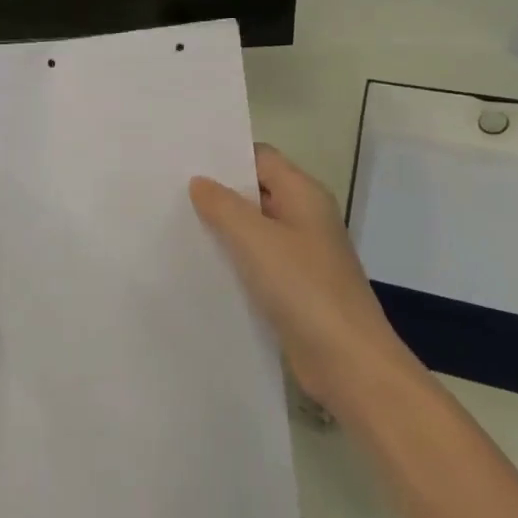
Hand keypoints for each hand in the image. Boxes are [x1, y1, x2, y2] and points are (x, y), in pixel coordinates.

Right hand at [190, 144, 418, 417]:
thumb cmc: (303, 288)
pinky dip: (232, 257)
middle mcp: (305, 217)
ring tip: (174, 222)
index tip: (182, 158)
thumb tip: (199, 182)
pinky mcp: (293, 287)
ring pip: (254, 228)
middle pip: (256, 191)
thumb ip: (223, 206)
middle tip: (169, 189)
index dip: (224, 155)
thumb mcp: (256, 239)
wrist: (348, 362)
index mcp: (304, 195)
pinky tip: (200, 262)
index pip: (260, 157)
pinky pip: (256, 260)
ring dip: (222, 226)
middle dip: (218, 191)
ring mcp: (301, 254)